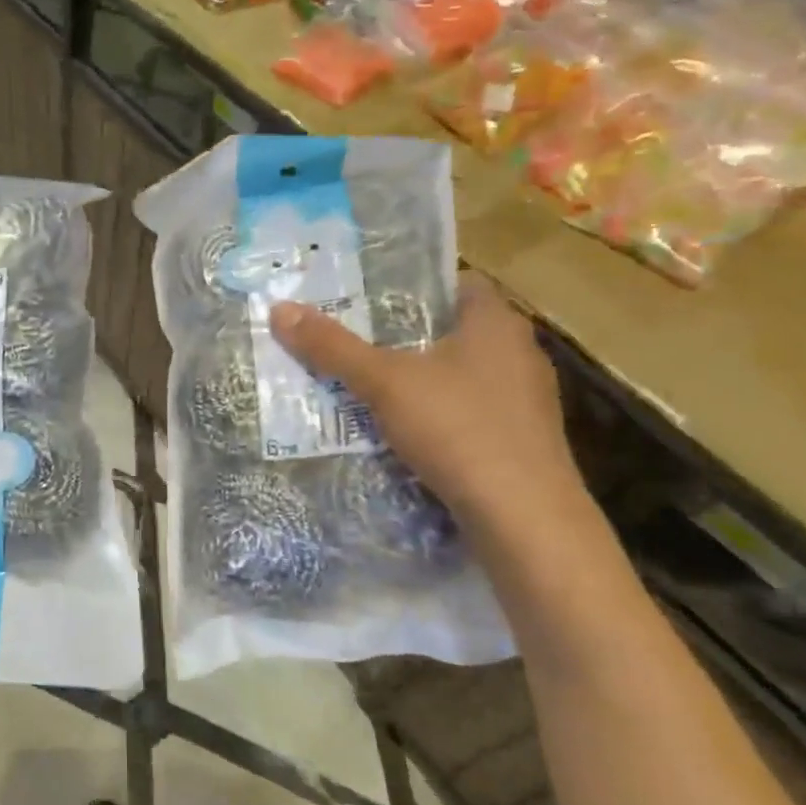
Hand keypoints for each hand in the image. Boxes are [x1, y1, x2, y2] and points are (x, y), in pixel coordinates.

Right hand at [269, 275, 587, 543]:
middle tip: (352, 340)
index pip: (456, 284)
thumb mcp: (384, 383)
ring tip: (367, 387)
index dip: (412, 286)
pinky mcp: (522, 443)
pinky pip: (469, 414)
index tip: (367, 298)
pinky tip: (402, 434)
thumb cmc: (458, 429)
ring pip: (459, 376)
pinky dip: (437, 417)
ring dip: (419, 380)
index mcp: (496, 323)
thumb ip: (332, 347)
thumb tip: (279, 310)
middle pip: (452, 331)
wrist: (524, 520)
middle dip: (404, 336)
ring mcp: (526, 401)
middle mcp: (519, 353)